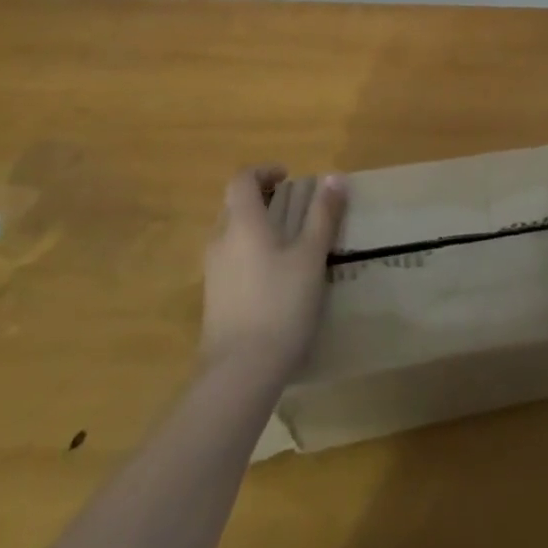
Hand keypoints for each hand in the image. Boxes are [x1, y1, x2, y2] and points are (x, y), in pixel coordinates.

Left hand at [202, 165, 347, 379]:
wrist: (239, 375)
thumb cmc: (279, 304)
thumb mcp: (311, 256)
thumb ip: (323, 215)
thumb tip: (335, 177)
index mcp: (242, 223)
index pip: (242, 180)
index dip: (264, 171)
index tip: (289, 177)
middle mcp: (220, 241)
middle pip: (235, 205)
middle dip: (264, 199)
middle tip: (295, 207)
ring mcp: (213, 273)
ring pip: (232, 234)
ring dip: (258, 227)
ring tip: (290, 242)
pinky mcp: (213, 301)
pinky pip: (231, 261)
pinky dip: (252, 254)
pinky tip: (276, 278)